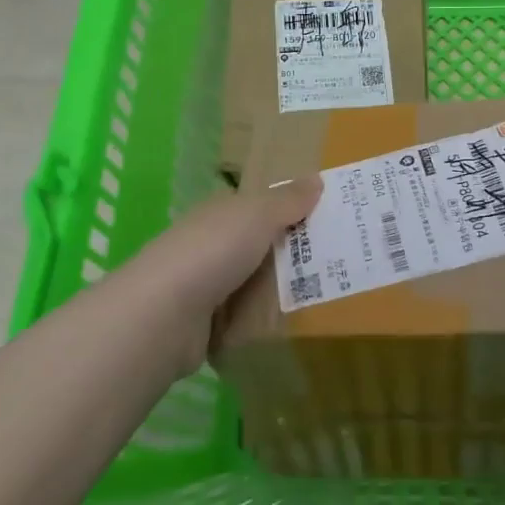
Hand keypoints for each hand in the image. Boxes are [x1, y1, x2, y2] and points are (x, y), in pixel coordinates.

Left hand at [106, 177, 321, 377]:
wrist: (163, 316)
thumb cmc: (213, 252)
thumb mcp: (257, 215)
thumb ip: (287, 201)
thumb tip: (316, 179)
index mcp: (221, 213)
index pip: (261, 207)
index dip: (293, 211)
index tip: (331, 221)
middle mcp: (212, 245)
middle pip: (262, 246)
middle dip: (294, 254)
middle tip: (341, 262)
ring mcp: (206, 286)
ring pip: (254, 284)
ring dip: (281, 291)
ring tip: (328, 298)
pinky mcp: (206, 325)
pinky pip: (245, 318)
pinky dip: (263, 322)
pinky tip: (292, 326)